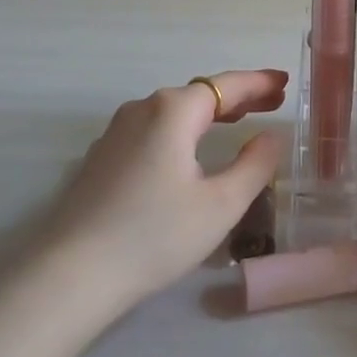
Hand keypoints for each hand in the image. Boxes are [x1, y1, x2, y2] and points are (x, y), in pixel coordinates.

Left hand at [48, 69, 287, 303]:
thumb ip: (254, 165)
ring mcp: (116, 132)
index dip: (258, 82)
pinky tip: (190, 150)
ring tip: (239, 119)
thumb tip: (270, 137)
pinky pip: (153, 130)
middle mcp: (142, 109)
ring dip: (209, 113)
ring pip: (173, 112)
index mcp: (173, 111)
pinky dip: (182, 131)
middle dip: (238, 97)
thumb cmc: (155, 235)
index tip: (284, 82)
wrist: (72, 274)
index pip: (226, 85)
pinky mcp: (102, 157)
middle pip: (199, 94)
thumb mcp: (221, 204)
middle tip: (272, 102)